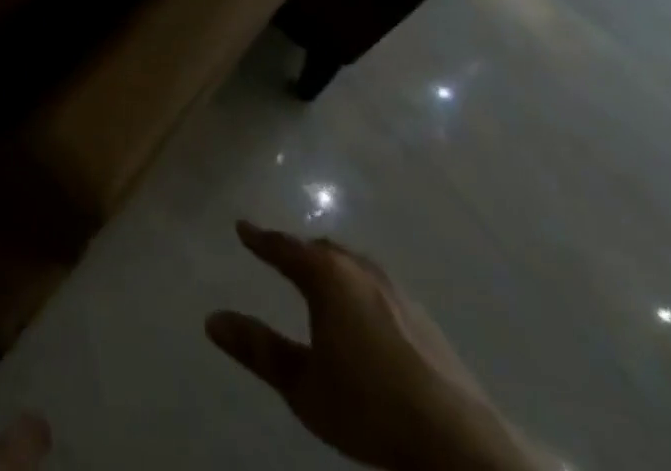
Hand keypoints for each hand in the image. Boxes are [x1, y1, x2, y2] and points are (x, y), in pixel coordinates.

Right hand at [207, 223, 543, 470]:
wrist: (458, 443)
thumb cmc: (369, 407)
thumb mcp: (303, 386)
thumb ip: (258, 350)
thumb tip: (212, 320)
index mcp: (326, 276)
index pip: (284, 247)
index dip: (260, 239)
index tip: (242, 227)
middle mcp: (359, 269)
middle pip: (321, 249)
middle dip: (298, 250)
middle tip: (279, 255)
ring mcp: (396, 291)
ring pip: (352, 264)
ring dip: (331, 267)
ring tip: (319, 280)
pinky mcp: (423, 318)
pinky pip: (376, 285)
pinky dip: (358, 286)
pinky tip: (362, 312)